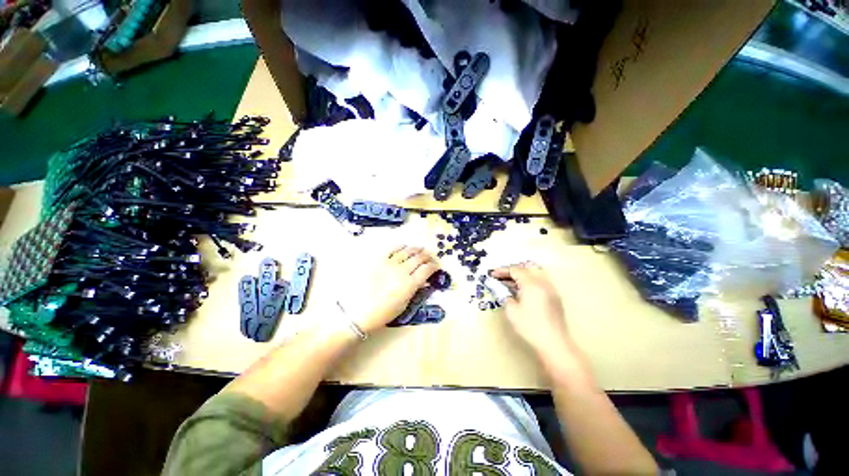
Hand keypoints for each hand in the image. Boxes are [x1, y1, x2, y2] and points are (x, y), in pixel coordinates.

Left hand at [343, 246, 439, 333]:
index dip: (434, 265)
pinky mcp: (378, 260)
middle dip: (427, 256)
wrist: (358, 311)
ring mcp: (390, 264)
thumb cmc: (382, 313)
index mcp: (410, 284)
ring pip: (407, 252)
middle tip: (431, 255)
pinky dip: (400, 246)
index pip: (427, 270)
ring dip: (416, 249)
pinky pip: (392, 249)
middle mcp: (402, 271)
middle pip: (419, 258)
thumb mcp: (403, 305)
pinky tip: (404, 246)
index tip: (437, 265)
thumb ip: (414, 290)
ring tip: (421, 249)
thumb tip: (422, 280)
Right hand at [490, 262, 574, 363]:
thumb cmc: (530, 326)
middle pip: (526, 268)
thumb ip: (505, 296)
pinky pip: (540, 281)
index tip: (492, 274)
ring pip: (535, 273)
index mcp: (531, 284)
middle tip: (501, 276)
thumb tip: (502, 290)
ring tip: (510, 283)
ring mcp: (550, 289)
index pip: (515, 270)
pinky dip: (529, 281)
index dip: (502, 271)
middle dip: (512, 270)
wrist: (554, 343)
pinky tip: (522, 291)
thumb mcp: (512, 311)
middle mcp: (543, 282)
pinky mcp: (554, 297)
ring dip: (522, 275)